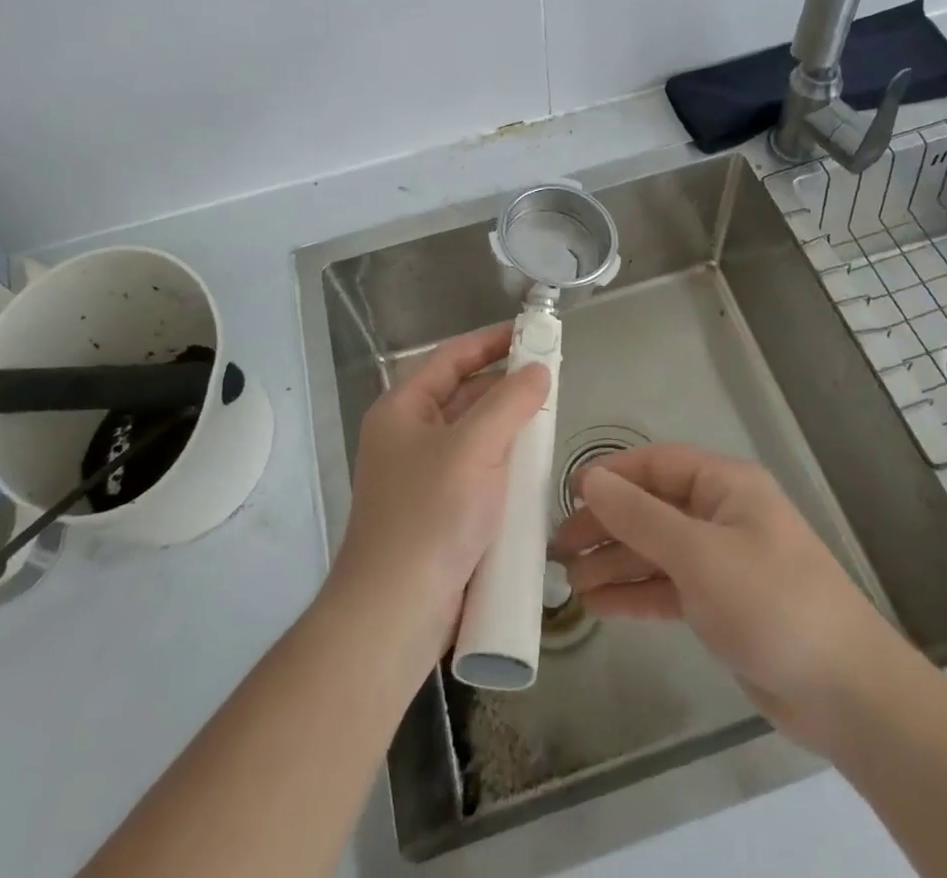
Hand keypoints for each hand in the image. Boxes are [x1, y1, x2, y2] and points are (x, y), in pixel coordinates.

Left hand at [329, 325, 548, 662]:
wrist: (394, 614)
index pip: (451, 358)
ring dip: (508, 425)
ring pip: (472, 435)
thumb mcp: (474, 448)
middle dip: (505, 384)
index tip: (532, 332)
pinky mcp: (438, 511)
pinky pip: (476, 470)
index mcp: (402, 409)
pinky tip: (533, 466)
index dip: (491, 341)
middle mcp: (408, 435)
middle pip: (462, 394)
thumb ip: (509, 403)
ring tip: (550, 416)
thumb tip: (539, 370)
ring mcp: (421, 475)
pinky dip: (503, 462)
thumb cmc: (430, 516)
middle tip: (551, 376)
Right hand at [550, 444, 901, 754]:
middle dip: (607, 525)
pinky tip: (598, 605)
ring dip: (615, 562)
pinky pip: (668, 587)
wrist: (846, 693)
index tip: (568, 495)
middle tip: (559, 547)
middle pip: (651, 508)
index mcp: (725, 486)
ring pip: (656, 550)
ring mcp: (721, 561)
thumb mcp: (699, 554)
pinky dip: (635, 593)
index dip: (612, 476)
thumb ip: (640, 517)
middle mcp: (721, 515)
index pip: (656, 465)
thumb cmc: (771, 602)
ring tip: (569, 582)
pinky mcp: (721, 604)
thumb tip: (589, 479)